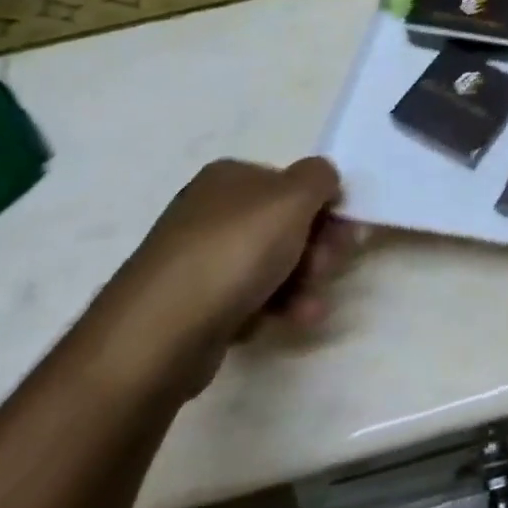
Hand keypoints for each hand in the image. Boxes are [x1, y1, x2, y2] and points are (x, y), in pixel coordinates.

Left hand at [91, 158, 361, 392]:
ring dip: (304, 282)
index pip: (291, 183)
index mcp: (231, 177)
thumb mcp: (293, 197)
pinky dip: (277, 306)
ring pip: (272, 264)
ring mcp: (200, 258)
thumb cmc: (236, 250)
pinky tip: (292, 320)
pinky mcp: (196, 303)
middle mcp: (212, 210)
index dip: (324, 207)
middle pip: (285, 224)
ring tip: (311, 306)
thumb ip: (320, 177)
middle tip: (328, 267)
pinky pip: (250, 297)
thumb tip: (324, 178)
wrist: (162, 330)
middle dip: (317, 247)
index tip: (345, 233)